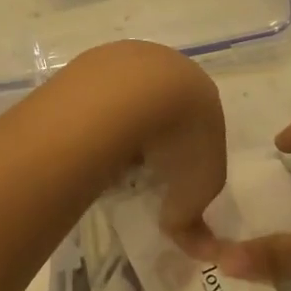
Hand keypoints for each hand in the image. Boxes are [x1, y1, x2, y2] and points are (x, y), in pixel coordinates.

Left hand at [66, 41, 226, 256]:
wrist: (137, 93)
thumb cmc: (181, 139)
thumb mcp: (199, 189)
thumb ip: (192, 212)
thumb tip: (180, 230)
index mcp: (202, 92)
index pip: (197, 124)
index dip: (183, 152)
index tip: (168, 176)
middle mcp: (168, 66)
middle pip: (160, 106)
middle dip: (150, 136)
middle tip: (137, 168)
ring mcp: (127, 59)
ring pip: (125, 98)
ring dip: (119, 124)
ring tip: (109, 157)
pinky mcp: (93, 61)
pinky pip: (95, 96)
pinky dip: (93, 117)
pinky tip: (88, 138)